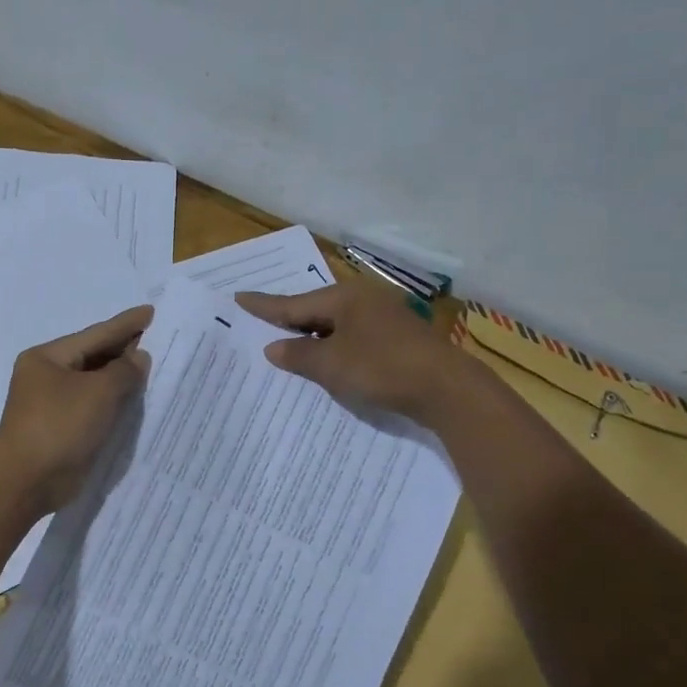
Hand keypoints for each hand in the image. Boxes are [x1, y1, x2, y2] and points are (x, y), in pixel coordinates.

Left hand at [0, 304, 153, 512]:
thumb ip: (124, 370)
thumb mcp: (98, 392)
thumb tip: (138, 357)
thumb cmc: (59, 426)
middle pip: (93, 357)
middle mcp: (47, 376)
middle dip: (124, 350)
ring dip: (121, 378)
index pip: (95, 334)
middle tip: (158, 339)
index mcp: (48, 358)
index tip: (151, 312)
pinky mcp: (61, 430)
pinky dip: (113, 402)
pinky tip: (136, 400)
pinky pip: (93, 407)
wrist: (26, 481)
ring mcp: (52, 404)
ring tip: (153, 367)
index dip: (126, 324)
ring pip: (94, 383)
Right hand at [235, 281, 469, 423]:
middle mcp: (364, 300)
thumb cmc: (381, 368)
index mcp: (344, 297)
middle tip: (261, 322)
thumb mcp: (331, 365)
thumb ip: (298, 355)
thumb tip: (273, 348)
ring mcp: (384, 318)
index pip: (294, 303)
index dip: (264, 305)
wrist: (446, 388)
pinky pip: (354, 338)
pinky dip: (335, 348)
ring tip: (288, 345)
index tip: (239, 297)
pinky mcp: (398, 339)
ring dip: (313, 337)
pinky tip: (328, 360)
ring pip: (336, 325)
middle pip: (316, 310)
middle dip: (290, 320)